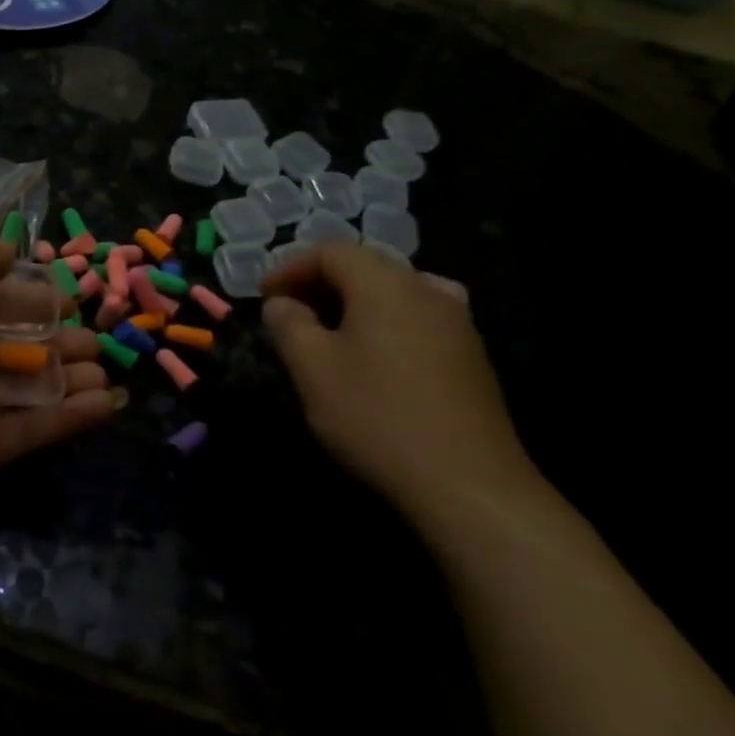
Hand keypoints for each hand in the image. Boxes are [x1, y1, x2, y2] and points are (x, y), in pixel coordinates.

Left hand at [0, 240, 114, 520]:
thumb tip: (8, 249)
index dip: (34, 296)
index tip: (72, 300)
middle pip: (17, 342)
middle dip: (59, 338)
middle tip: (96, 339)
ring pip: (29, 385)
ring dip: (71, 375)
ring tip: (105, 369)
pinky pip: (34, 426)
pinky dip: (71, 415)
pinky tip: (108, 404)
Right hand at [261, 243, 537, 527]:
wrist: (468, 484)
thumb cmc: (377, 417)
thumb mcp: (312, 369)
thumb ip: (289, 325)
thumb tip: (282, 304)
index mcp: (385, 284)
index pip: (331, 251)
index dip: (290, 267)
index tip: (264, 297)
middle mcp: (426, 290)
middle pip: (365, 267)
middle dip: (320, 283)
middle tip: (290, 314)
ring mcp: (457, 322)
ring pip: (393, 292)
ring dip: (353, 303)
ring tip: (329, 333)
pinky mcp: (471, 355)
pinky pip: (417, 318)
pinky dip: (384, 322)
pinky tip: (375, 356)